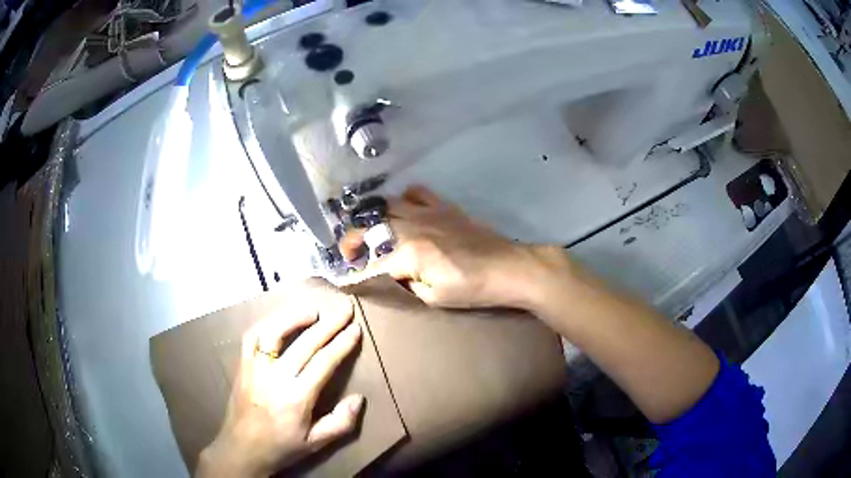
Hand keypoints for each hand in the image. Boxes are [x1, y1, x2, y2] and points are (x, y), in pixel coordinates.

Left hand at [197, 294, 363, 477]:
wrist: (242, 448)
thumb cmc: (282, 447)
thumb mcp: (316, 443)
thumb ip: (341, 423)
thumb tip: (359, 398)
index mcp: (297, 398)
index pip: (323, 362)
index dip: (342, 343)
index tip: (355, 329)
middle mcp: (275, 377)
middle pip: (305, 343)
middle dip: (329, 324)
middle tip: (344, 309)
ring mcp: (255, 367)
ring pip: (274, 332)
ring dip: (295, 317)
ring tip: (314, 310)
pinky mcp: (242, 364)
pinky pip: (252, 336)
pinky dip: (267, 323)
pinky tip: (280, 320)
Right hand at [341, 186, 567, 308]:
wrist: (508, 268)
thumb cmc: (472, 289)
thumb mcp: (433, 298)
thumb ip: (407, 283)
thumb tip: (395, 271)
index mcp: (409, 254)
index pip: (372, 261)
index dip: (357, 270)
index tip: (348, 275)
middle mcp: (412, 227)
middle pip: (371, 225)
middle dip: (354, 238)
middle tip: (352, 251)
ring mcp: (428, 213)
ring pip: (388, 204)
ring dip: (375, 216)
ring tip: (374, 229)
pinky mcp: (443, 206)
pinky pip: (416, 192)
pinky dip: (404, 199)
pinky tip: (406, 210)